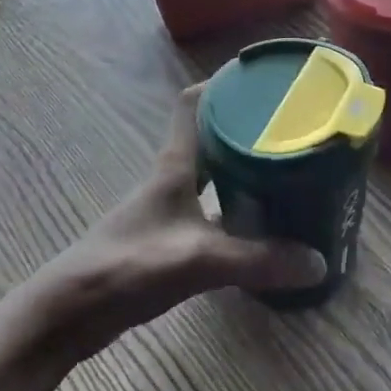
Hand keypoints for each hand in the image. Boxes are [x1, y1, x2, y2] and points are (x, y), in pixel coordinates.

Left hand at [19, 85, 327, 362]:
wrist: (71, 312)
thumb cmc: (128, 266)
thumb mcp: (198, 260)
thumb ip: (257, 260)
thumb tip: (319, 262)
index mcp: (174, 164)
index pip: (192, 104)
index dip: (222, 84)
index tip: (261, 79)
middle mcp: (173, 177)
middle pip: (210, 136)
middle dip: (246, 126)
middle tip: (291, 127)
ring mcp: (169, 207)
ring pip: (213, 174)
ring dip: (244, 167)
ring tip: (287, 168)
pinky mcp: (169, 237)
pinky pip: (212, 208)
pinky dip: (237, 208)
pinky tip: (263, 224)